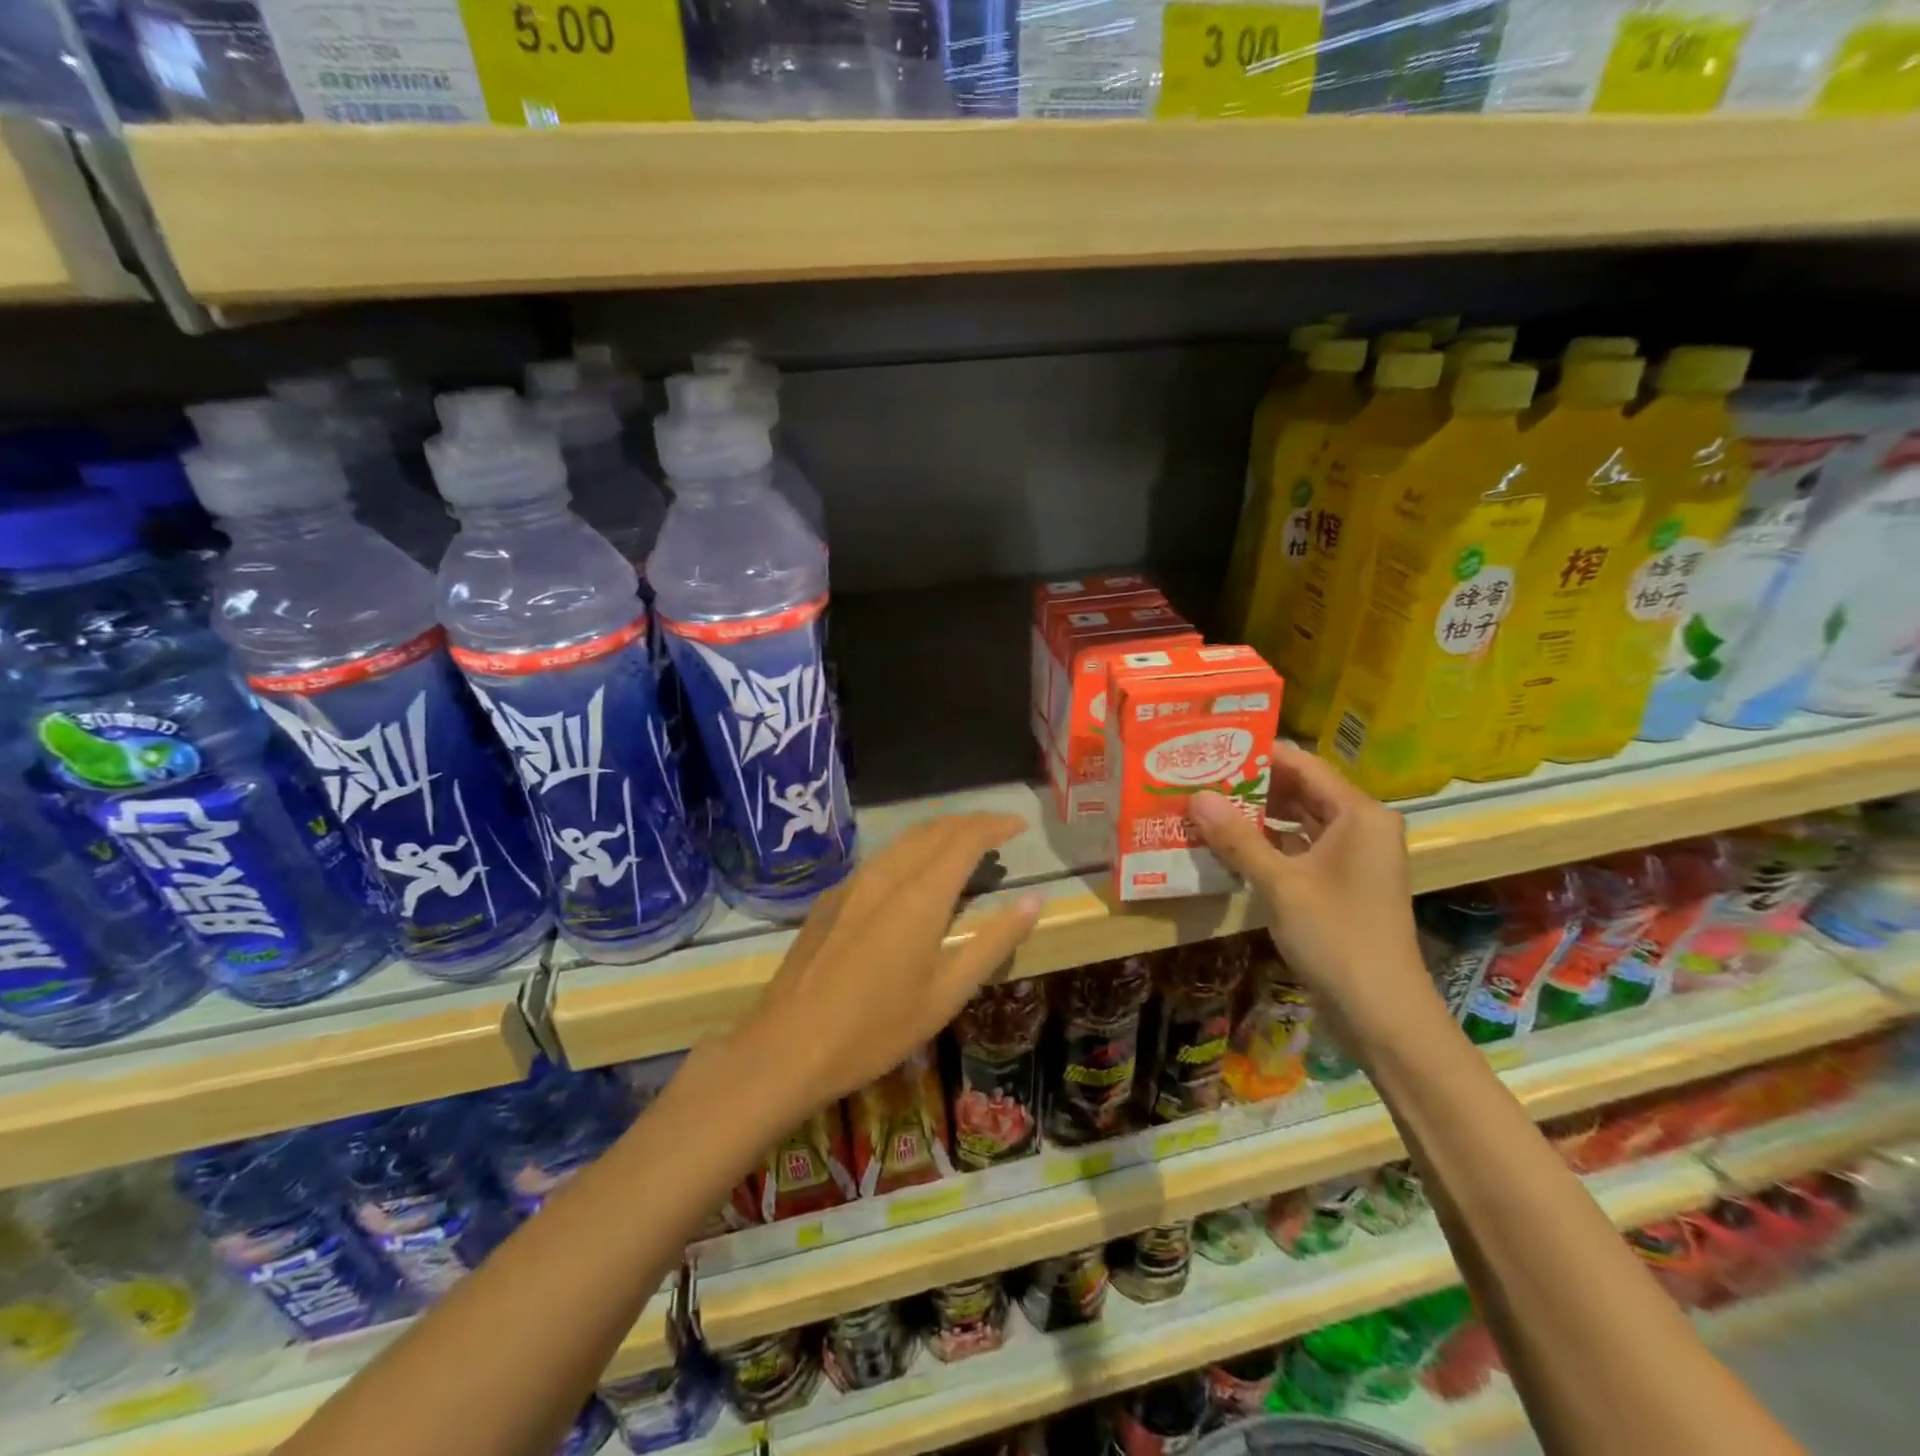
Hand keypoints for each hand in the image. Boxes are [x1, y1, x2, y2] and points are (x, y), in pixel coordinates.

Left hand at [722, 813, 1042, 1112]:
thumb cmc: (876, 1029)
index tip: (1019, 825)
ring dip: (939, 833)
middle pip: (934, 829)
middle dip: (970, 822)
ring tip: (962, 847)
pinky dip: (910, 853)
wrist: (786, 1047)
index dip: (995, 825)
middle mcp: (886, 875)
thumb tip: (1034, 901)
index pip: (965, 838)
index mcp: (920, 896)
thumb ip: (993, 942)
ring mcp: (852, 884)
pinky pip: (880, 859)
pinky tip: (913, 877)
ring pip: (903, 840)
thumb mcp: (946, 995)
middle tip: (998, 832)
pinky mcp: (831, 898)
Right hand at [1187, 742, 1424, 1019]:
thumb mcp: (1280, 883)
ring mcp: (1354, 857)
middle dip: (1252, 787)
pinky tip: (1230, 847)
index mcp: (1359, 814)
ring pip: (1300, 821)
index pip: (1303, 765)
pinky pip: (1302, 849)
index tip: (1212, 750)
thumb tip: (1196, 797)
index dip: (1257, 755)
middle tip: (1201, 779)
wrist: (1381, 1011)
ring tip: (1207, 808)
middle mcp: (1362, 826)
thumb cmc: (1336, 936)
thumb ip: (1237, 838)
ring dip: (1257, 818)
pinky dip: (1269, 845)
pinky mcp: (1343, 883)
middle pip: (1301, 791)